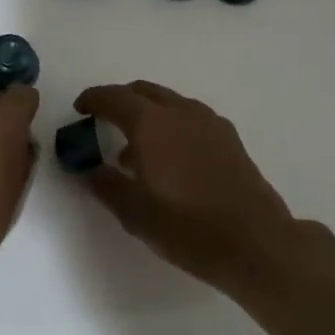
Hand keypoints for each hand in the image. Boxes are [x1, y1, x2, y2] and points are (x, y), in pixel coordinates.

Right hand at [71, 81, 295, 289]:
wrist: (255, 242)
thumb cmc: (187, 227)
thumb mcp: (134, 212)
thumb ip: (105, 184)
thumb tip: (87, 169)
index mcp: (151, 124)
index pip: (114, 98)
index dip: (93, 99)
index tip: (79, 108)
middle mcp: (180, 112)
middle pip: (143, 92)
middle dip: (120, 100)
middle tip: (103, 120)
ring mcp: (209, 123)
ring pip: (170, 103)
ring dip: (147, 114)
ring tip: (134, 148)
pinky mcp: (229, 138)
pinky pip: (190, 118)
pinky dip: (171, 124)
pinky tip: (170, 158)